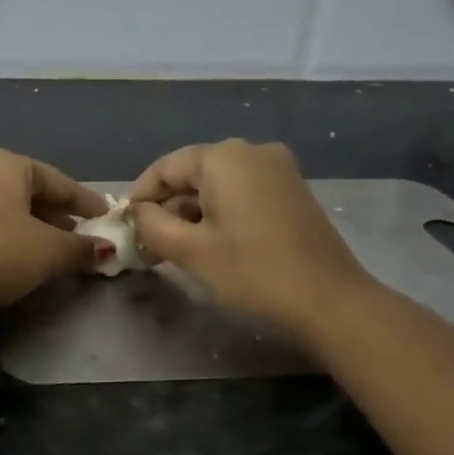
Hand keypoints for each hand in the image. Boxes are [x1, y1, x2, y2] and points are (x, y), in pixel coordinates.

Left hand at [0, 150, 110, 309]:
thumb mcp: (49, 253)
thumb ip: (80, 249)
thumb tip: (104, 250)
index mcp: (7, 166)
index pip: (57, 181)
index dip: (85, 201)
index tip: (104, 217)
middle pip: (24, 191)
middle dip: (51, 214)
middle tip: (73, 235)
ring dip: (17, 223)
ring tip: (35, 245)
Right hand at [128, 140, 369, 329]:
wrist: (330, 302)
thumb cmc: (253, 272)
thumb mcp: (190, 250)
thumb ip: (151, 225)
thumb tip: (137, 213)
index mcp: (224, 157)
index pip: (165, 168)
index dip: (139, 196)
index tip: (123, 227)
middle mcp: (252, 152)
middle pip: (192, 175)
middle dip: (165, 208)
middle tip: (145, 246)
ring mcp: (277, 170)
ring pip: (216, 186)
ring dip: (190, 215)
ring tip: (171, 251)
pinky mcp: (291, 192)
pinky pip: (241, 194)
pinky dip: (218, 215)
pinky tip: (208, 245)